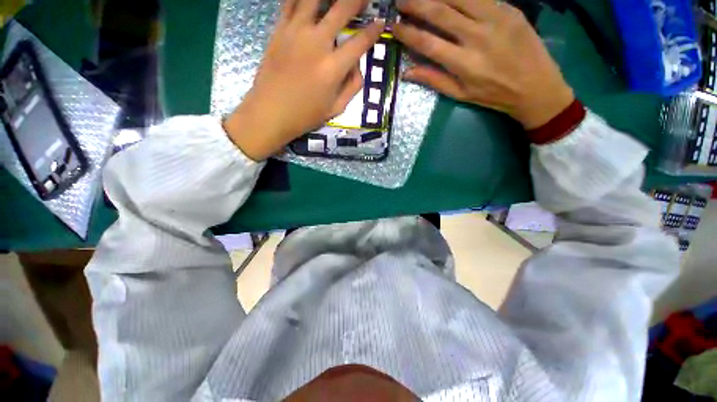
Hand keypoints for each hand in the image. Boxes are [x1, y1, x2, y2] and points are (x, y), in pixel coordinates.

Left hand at [224, 0, 383, 160]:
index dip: (373, 31)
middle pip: (341, 9)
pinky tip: (309, 1)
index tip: (380, 24)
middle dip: (357, 0)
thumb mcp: (336, 109)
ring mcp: (296, 32)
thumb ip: (352, 86)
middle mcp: (317, 43)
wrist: (270, 112)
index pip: (360, 42)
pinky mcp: (280, 29)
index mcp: (333, 68)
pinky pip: (291, 2)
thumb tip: (357, 64)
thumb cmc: (305, 115)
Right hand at [394, 0, 574, 128]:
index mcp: (463, 63)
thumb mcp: (460, 94)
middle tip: (401, 0)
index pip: (427, 42)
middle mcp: (476, 36)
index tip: (394, 26)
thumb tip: (407, 72)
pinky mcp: (509, 9)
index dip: (407, 33)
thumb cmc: (493, 95)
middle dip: (416, 3)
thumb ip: (434, 80)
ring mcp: (495, 18)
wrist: (535, 86)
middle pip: (440, 12)